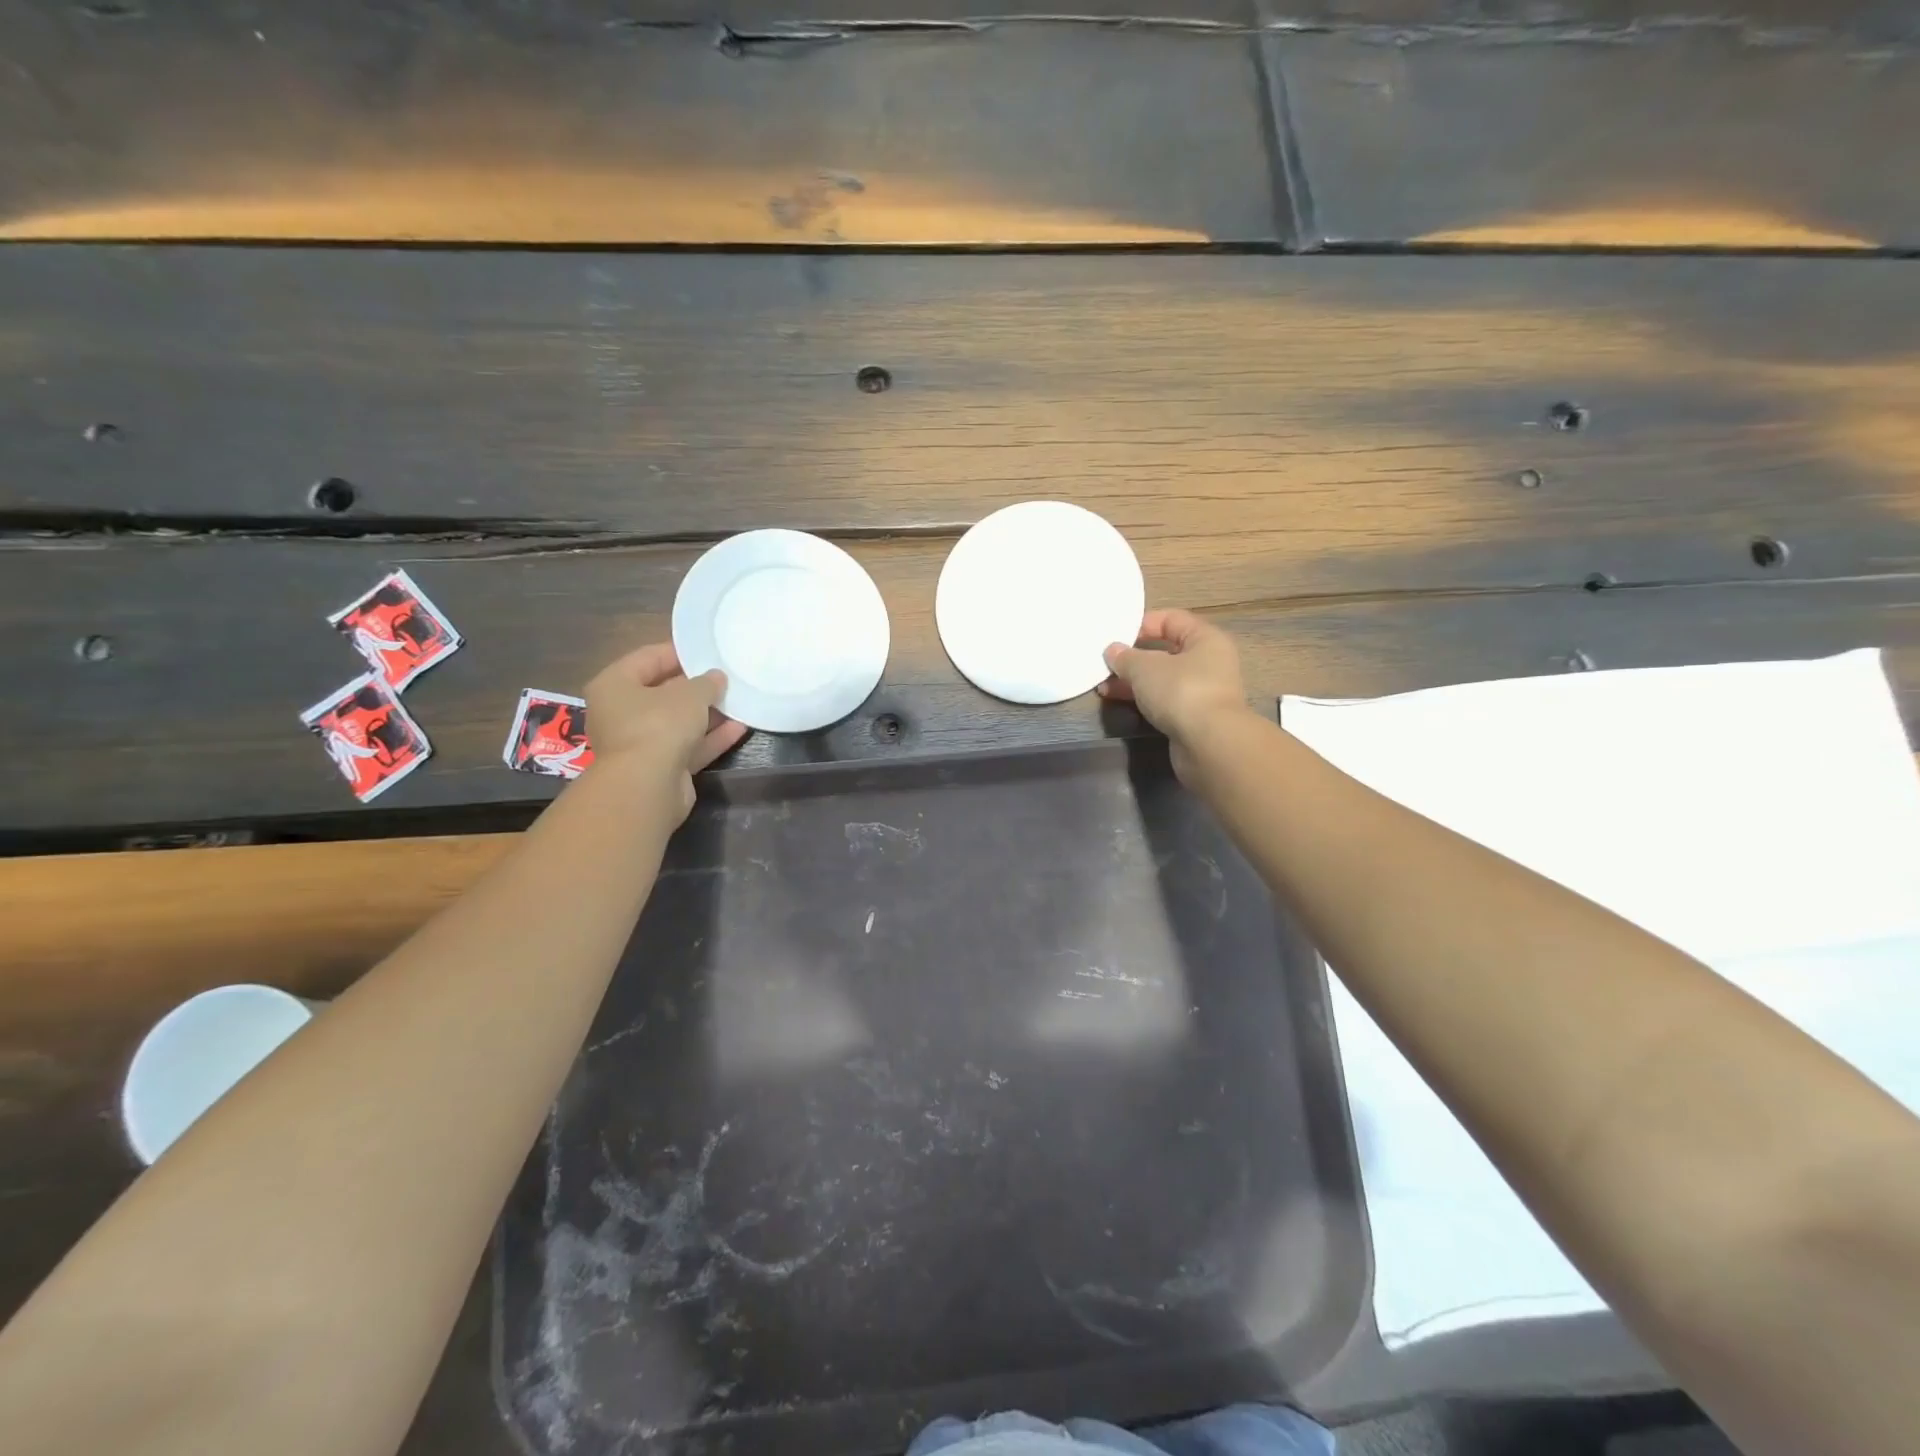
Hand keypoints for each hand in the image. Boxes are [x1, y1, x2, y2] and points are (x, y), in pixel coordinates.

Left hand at [584, 643, 747, 818]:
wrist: (647, 787)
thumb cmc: (658, 725)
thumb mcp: (689, 695)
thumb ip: (706, 683)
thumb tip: (716, 678)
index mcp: (614, 685)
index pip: (647, 658)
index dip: (679, 653)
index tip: (707, 651)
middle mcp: (621, 713)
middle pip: (663, 693)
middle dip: (696, 688)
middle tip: (726, 678)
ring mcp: (640, 743)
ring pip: (678, 723)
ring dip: (707, 714)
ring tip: (739, 701)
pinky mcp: (660, 768)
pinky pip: (688, 747)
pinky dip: (711, 738)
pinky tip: (740, 728)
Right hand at [1099, 609, 1250, 780]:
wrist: (1209, 744)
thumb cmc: (1181, 691)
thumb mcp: (1145, 668)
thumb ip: (1125, 657)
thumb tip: (1113, 651)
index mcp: (1205, 639)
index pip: (1172, 619)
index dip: (1143, 623)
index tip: (1116, 634)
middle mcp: (1209, 662)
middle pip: (1166, 651)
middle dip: (1133, 657)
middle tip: (1105, 663)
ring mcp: (1202, 692)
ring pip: (1162, 679)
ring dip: (1133, 681)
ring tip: (1104, 686)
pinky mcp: (1193, 718)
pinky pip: (1163, 700)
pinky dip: (1142, 699)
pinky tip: (1118, 701)